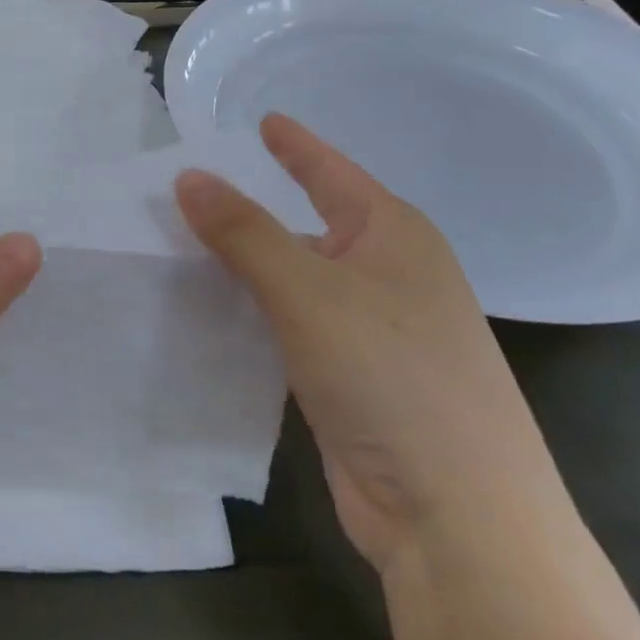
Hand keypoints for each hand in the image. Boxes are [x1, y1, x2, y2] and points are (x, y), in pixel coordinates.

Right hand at [176, 114, 566, 573]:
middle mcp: (388, 275)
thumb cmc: (392, 378)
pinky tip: (211, 311)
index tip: (262, 120)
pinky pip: (291, 326)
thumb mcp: (308, 292)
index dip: (295, 145)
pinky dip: (253, 313)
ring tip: (181, 245)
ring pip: (295, 279)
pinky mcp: (352, 379)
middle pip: (308, 225)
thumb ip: (244, 232)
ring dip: (246, 266)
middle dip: (252, 209)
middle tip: (186, 190)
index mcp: (394, 236)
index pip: (332, 172)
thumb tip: (188, 176)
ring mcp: (373, 330)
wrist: (457, 518)